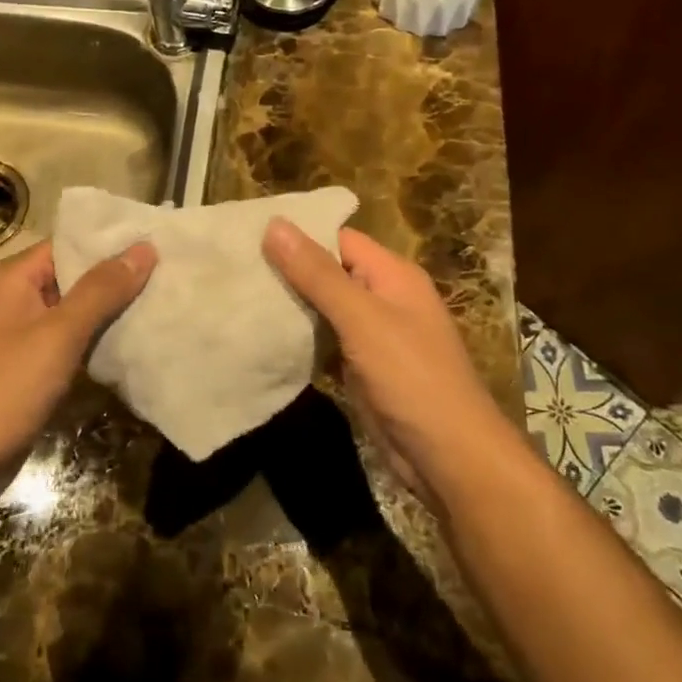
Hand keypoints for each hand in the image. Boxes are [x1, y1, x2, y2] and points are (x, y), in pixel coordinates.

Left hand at [0, 239, 155, 487]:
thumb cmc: (3, 390)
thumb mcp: (58, 335)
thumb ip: (101, 290)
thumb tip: (144, 248)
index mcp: (12, 278)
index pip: (69, 244)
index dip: (112, 243)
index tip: (159, 243)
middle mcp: (12, 298)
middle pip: (73, 275)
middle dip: (117, 277)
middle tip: (170, 274)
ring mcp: (17, 334)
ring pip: (73, 311)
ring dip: (110, 310)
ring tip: (162, 302)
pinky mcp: (25, 367)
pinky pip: (67, 341)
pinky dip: (95, 339)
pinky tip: (132, 341)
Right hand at [263, 221, 515, 503]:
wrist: (448, 458)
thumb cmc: (411, 378)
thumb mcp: (362, 319)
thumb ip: (318, 273)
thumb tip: (275, 223)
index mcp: (392, 274)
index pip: (338, 238)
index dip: (298, 234)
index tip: (248, 235)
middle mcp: (384, 297)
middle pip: (329, 272)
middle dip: (287, 270)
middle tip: (234, 267)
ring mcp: (373, 335)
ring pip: (323, 308)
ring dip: (289, 304)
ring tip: (237, 295)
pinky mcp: (362, 367)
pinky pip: (325, 340)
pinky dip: (299, 337)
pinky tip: (262, 335)